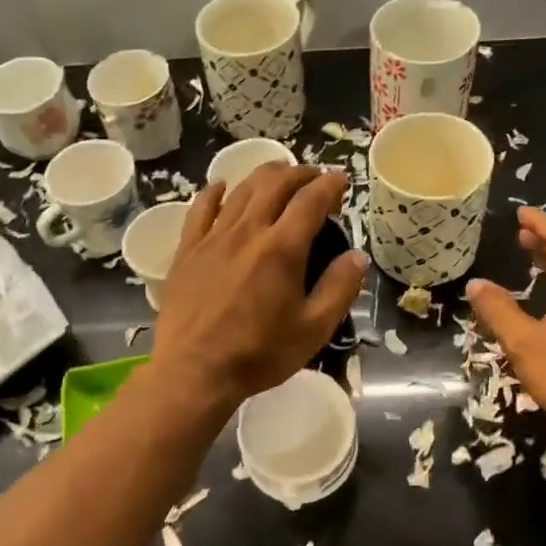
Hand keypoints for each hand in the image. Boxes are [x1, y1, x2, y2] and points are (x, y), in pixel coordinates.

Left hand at [152, 163, 366, 409]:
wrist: (195, 371)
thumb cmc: (259, 353)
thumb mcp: (314, 329)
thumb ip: (339, 289)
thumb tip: (358, 256)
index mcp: (282, 249)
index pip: (310, 200)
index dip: (329, 184)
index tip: (341, 179)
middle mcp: (247, 232)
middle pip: (274, 185)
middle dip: (299, 173)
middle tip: (313, 176)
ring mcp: (213, 238)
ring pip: (240, 190)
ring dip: (264, 175)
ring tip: (278, 173)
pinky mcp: (187, 250)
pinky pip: (200, 209)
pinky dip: (214, 192)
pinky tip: (221, 186)